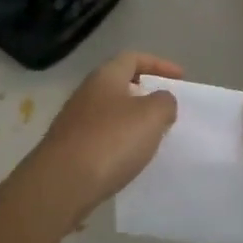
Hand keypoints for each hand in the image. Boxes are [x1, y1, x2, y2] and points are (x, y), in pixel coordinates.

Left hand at [17, 52, 180, 229]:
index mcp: (105, 76)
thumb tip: (162, 100)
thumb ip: (164, 102)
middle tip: (166, 108)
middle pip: (120, 84)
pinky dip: (119, 142)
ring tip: (152, 136)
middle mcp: (87, 93)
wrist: (61, 184)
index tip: (181, 78)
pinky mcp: (69, 148)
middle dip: (144, 93)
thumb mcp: (151, 116)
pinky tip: (129, 159)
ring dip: (132, 120)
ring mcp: (74, 121)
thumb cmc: (111, 140)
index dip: (159, 64)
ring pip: (110, 112)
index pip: (133, 58)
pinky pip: (101, 137)